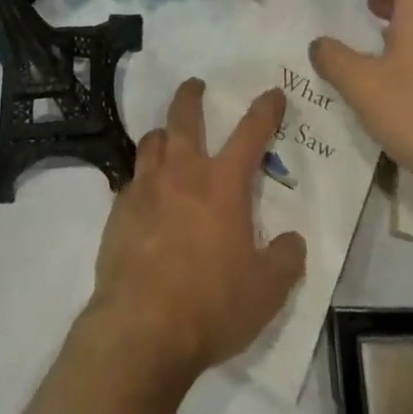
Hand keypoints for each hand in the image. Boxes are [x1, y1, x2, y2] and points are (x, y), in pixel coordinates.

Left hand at [87, 80, 307, 381]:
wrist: (140, 328)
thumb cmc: (210, 305)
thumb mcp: (264, 293)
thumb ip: (284, 261)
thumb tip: (293, 240)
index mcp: (222, 183)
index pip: (250, 132)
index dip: (265, 110)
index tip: (273, 92)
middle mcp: (183, 171)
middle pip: (185, 116)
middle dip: (192, 95)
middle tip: (195, 85)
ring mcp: (146, 186)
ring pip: (152, 140)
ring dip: (163, 134)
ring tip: (167, 138)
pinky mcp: (119, 209)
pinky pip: (132, 180)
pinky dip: (142, 179)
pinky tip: (145, 197)